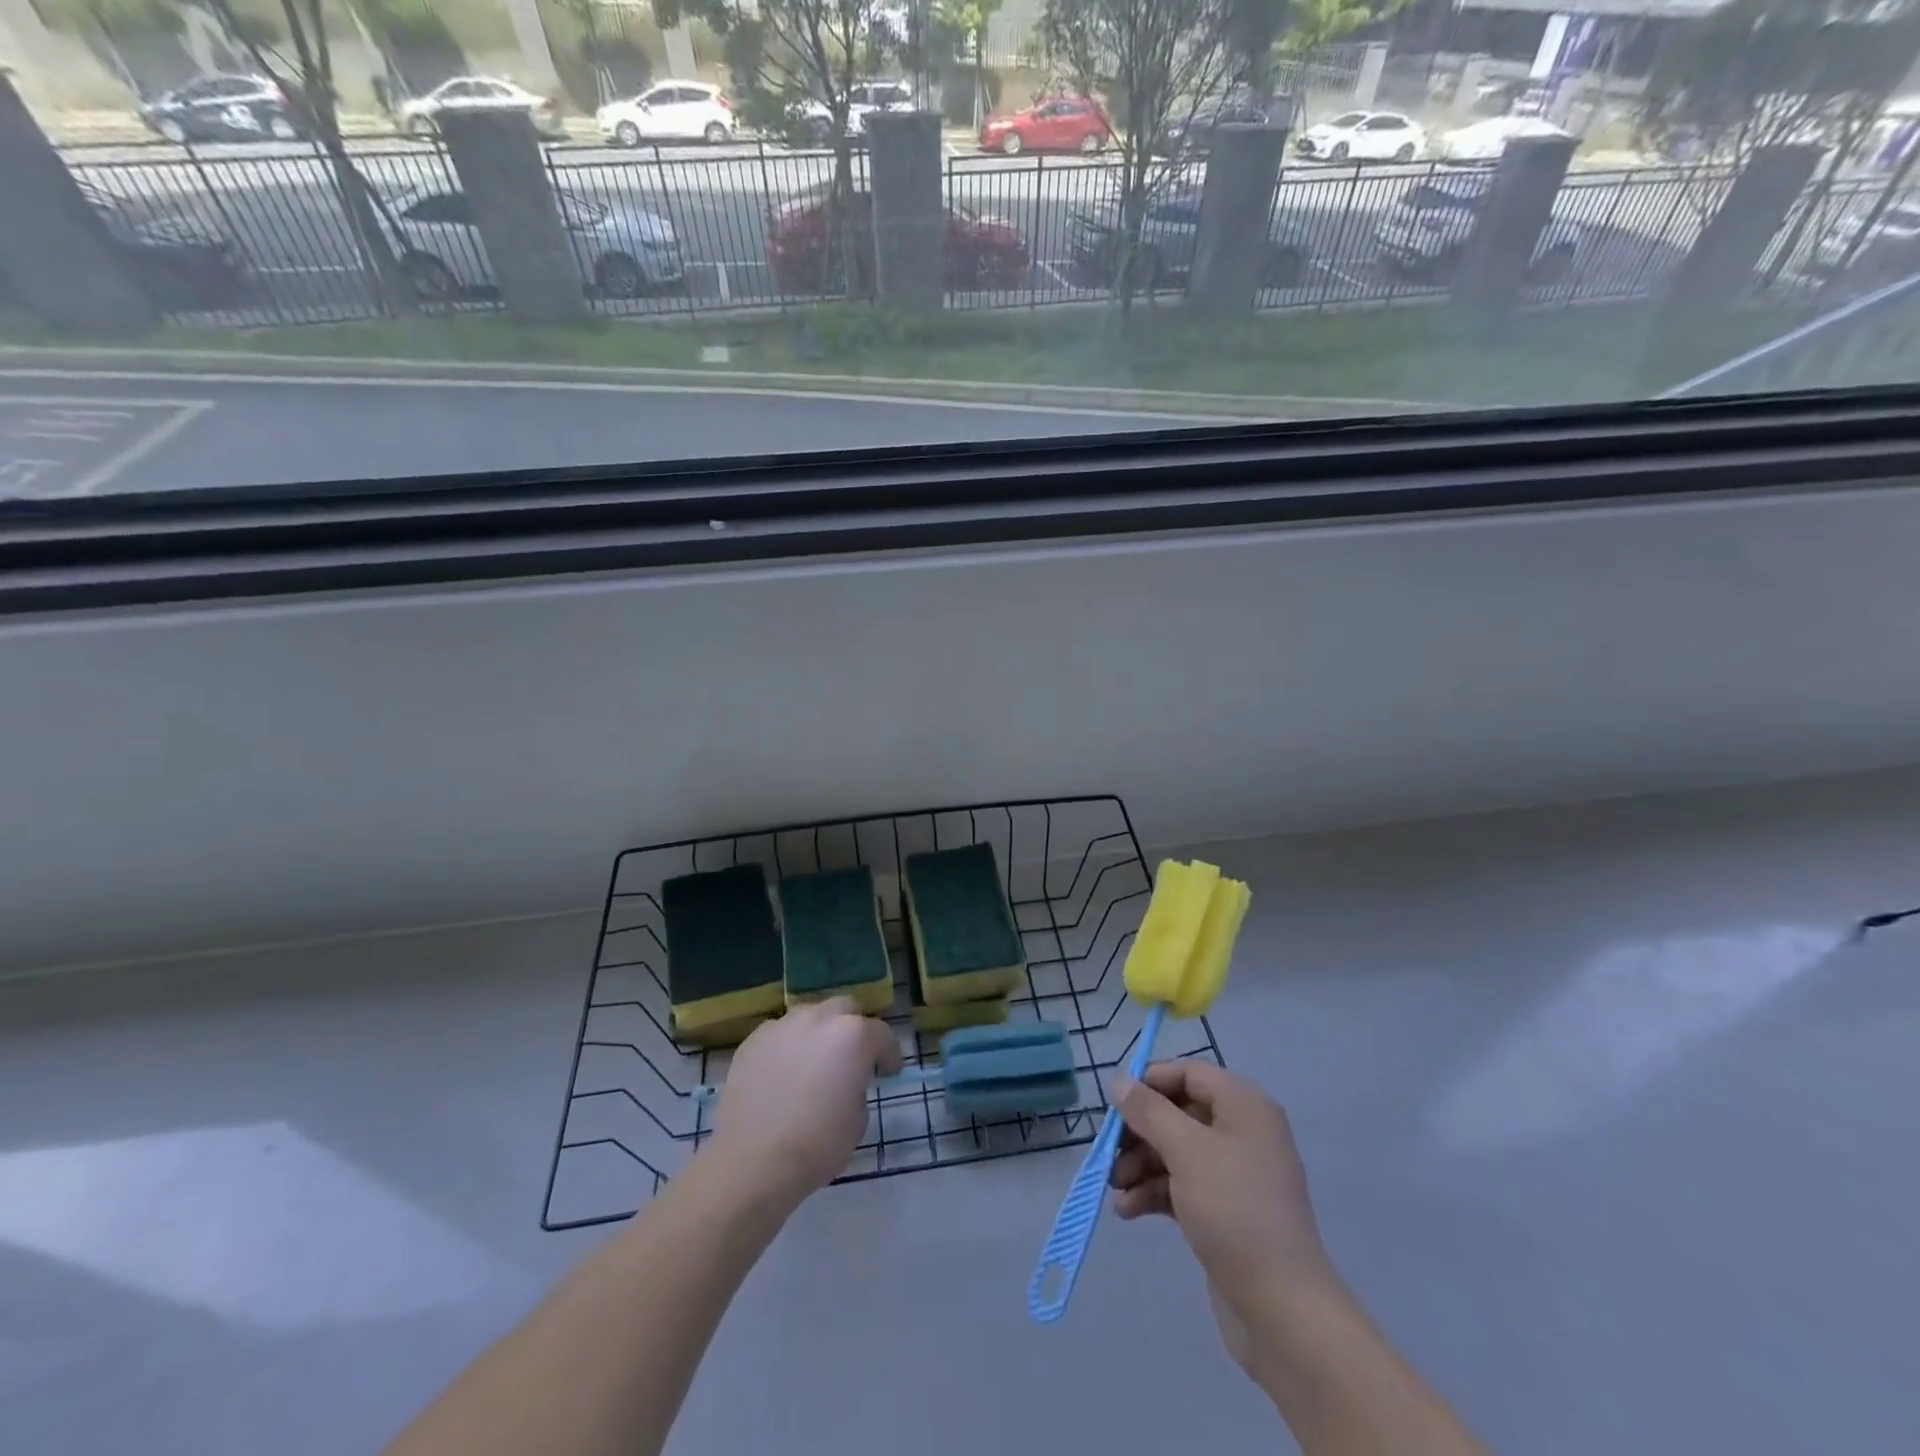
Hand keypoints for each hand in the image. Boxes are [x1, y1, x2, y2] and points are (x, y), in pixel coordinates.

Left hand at [707, 998, 901, 1204]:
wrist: (752, 1161)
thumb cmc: (817, 1144)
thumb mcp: (858, 1120)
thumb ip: (858, 1086)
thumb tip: (847, 1081)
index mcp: (853, 1035)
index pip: (882, 1034)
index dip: (889, 1055)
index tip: (888, 1073)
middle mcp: (819, 1018)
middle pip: (846, 1009)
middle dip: (854, 1030)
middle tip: (851, 1060)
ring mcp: (783, 1025)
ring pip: (811, 1016)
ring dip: (820, 1033)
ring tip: (814, 1064)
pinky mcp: (754, 1040)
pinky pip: (781, 1034)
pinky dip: (789, 1046)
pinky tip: (784, 1074)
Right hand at [1110, 1062, 1341, 1367]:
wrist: (1282, 1309)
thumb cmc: (1234, 1210)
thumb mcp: (1186, 1151)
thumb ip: (1149, 1111)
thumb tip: (1119, 1082)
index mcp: (1244, 1106)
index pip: (1190, 1073)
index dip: (1151, 1082)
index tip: (1115, 1102)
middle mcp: (1242, 1132)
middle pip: (1178, 1113)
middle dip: (1140, 1131)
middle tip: (1109, 1150)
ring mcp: (1234, 1174)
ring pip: (1175, 1151)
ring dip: (1140, 1165)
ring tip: (1115, 1189)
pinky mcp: (1224, 1212)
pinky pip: (1181, 1186)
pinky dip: (1153, 1192)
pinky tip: (1127, 1210)